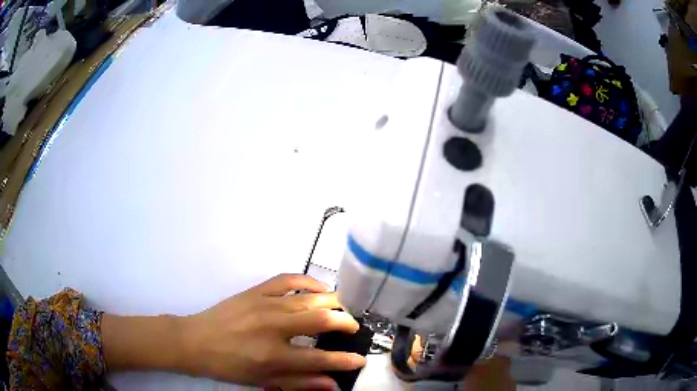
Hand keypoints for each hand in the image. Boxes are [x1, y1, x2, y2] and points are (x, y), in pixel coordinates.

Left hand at [180, 274, 366, 389]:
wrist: (196, 341)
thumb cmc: (230, 366)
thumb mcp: (264, 380)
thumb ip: (300, 382)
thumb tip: (333, 385)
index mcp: (273, 355)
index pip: (320, 358)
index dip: (345, 360)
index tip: (361, 360)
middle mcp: (273, 328)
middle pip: (321, 320)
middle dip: (346, 323)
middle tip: (353, 328)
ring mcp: (265, 305)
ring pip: (310, 298)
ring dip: (333, 302)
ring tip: (343, 308)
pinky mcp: (256, 291)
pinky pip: (288, 279)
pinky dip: (309, 281)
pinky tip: (320, 287)